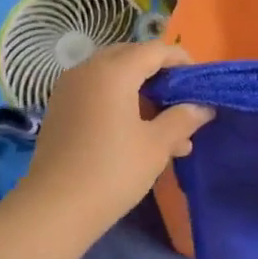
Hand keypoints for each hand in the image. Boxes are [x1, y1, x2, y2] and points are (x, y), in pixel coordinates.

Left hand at [18, 42, 212, 238]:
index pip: (154, 50)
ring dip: (142, 93)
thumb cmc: (113, 171)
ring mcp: (69, 89)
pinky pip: (97, 93)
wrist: (55, 208)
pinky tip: (140, 134)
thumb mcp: (157, 145)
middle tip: (183, 99)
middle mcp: (88, 70)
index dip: (181, 60)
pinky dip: (120, 102)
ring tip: (170, 128)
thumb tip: (202, 107)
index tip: (200, 82)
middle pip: (131, 58)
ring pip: (113, 77)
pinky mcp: (61, 110)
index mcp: (113, 71)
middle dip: (160, 74)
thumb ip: (182, 119)